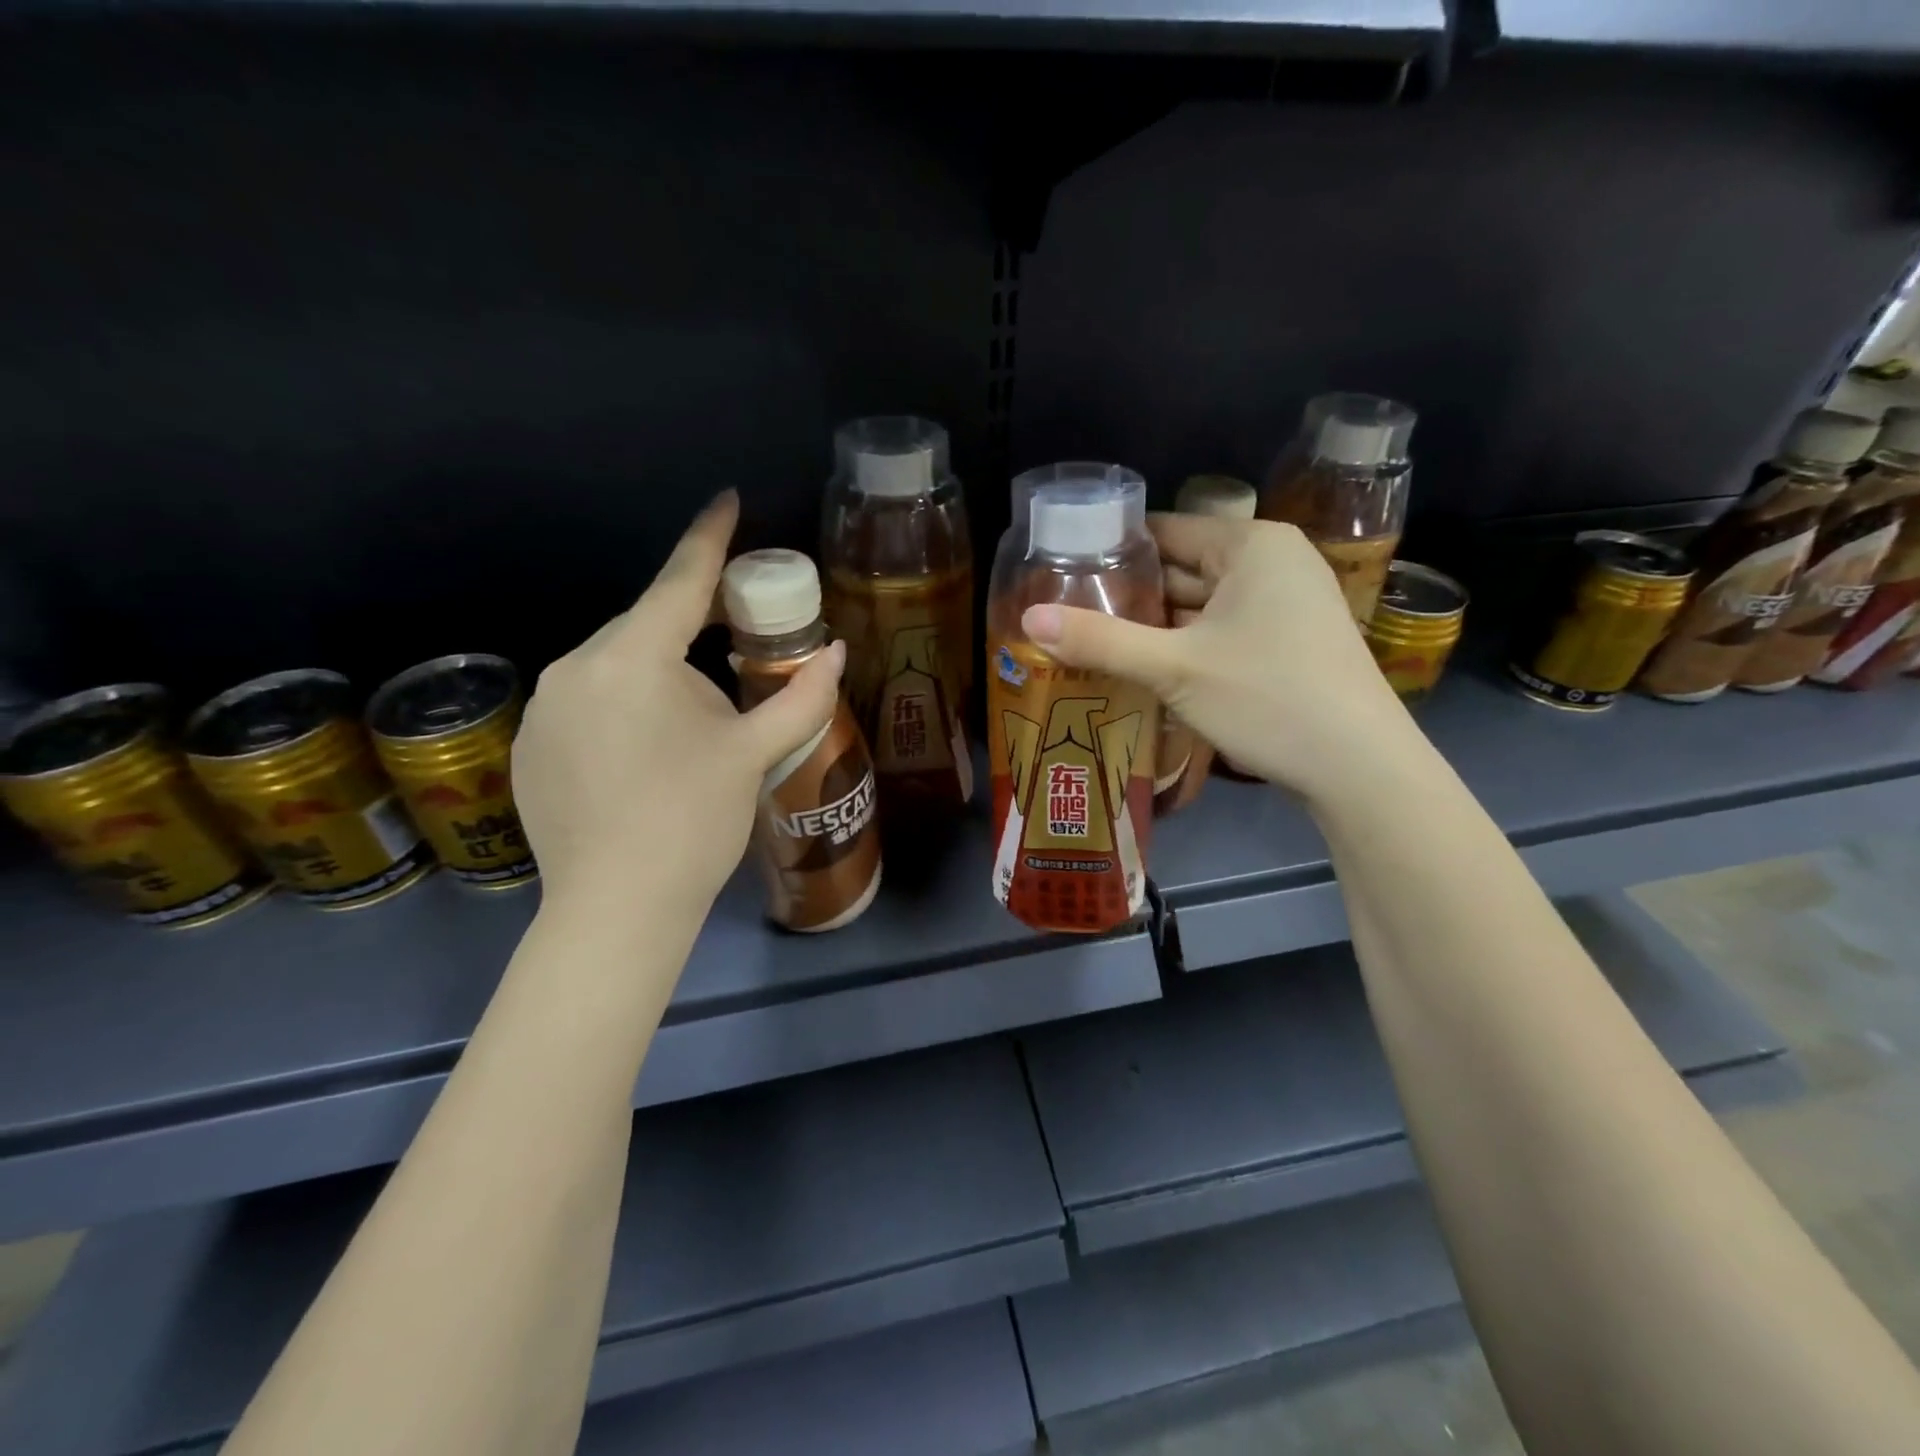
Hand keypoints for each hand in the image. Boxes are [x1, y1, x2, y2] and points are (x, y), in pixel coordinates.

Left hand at [512, 491, 845, 914]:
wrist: (617, 909)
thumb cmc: (693, 822)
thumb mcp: (753, 755)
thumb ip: (801, 699)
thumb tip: (836, 654)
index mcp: (632, 660)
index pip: (679, 581)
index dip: (710, 538)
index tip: (727, 501)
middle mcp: (575, 667)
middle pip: (647, 626)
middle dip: (694, 627)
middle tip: (739, 642)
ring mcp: (545, 708)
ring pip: (617, 665)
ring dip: (661, 674)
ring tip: (694, 726)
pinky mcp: (530, 744)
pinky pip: (589, 700)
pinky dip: (625, 705)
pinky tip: (648, 755)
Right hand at [1020, 515, 1420, 807]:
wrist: (1359, 767)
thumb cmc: (1267, 698)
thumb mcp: (1174, 668)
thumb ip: (1100, 640)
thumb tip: (1027, 619)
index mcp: (1251, 545)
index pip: (1165, 530)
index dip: (1111, 551)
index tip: (1060, 572)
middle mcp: (1272, 562)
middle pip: (1182, 568)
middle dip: (1129, 594)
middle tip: (1066, 613)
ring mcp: (1286, 604)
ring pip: (1200, 605)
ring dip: (1153, 625)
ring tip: (1091, 640)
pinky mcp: (1288, 642)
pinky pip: (1221, 630)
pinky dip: (1184, 644)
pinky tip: (1143, 666)